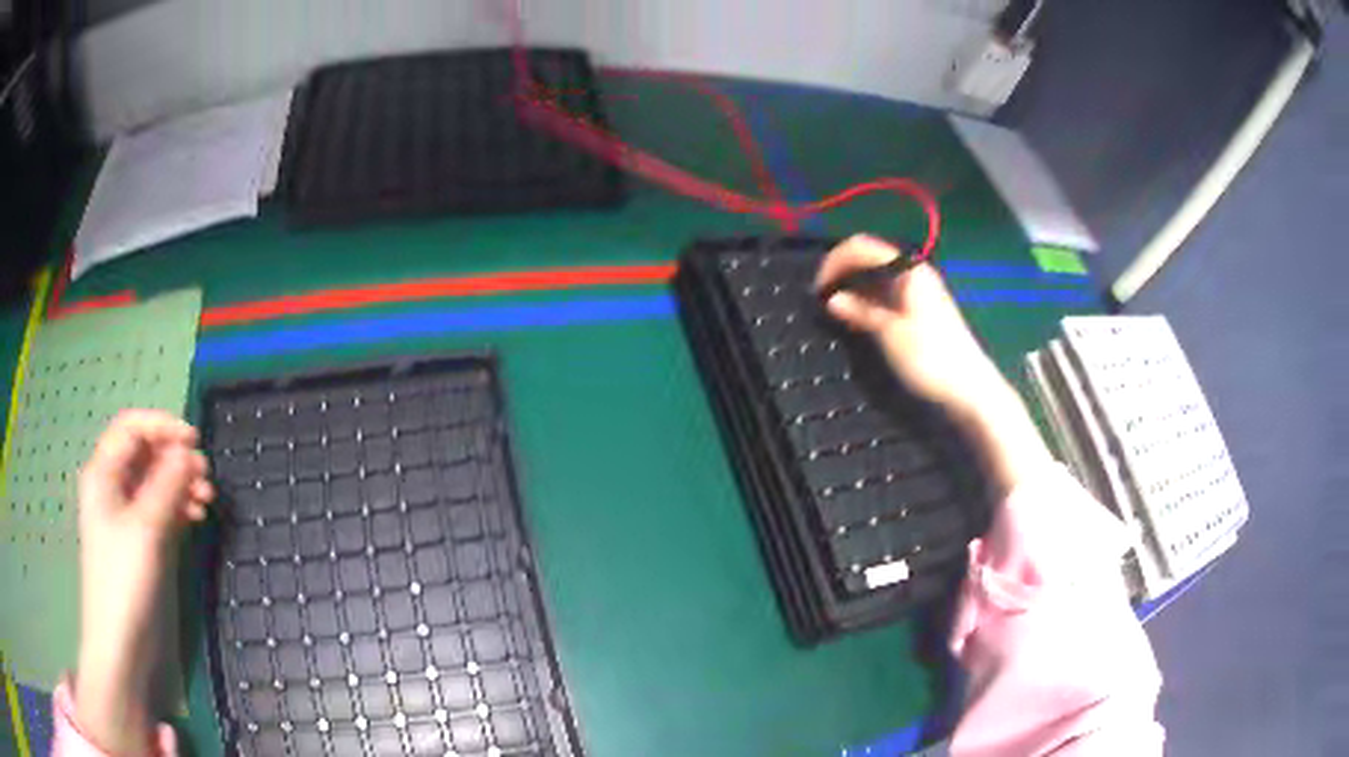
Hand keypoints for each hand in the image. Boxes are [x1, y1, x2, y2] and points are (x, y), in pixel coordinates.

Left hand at [75, 410, 213, 755]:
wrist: (120, 644)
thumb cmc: (123, 581)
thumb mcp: (145, 529)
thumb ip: (166, 485)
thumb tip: (187, 452)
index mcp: (104, 474)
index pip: (131, 428)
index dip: (162, 426)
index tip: (194, 440)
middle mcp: (113, 487)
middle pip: (144, 453)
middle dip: (175, 457)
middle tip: (206, 475)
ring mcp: (126, 516)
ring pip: (155, 481)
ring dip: (180, 483)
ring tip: (207, 498)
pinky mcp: (140, 541)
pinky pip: (160, 508)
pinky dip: (179, 506)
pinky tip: (197, 516)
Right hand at [816, 235, 1051, 495]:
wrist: (969, 388)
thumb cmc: (931, 358)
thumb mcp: (890, 333)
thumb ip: (860, 311)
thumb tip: (831, 299)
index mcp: (908, 270)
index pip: (861, 247)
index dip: (834, 261)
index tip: (816, 288)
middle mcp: (913, 273)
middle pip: (869, 257)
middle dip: (841, 271)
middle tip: (819, 297)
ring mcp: (917, 291)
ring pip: (875, 277)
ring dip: (852, 286)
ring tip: (832, 308)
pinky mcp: (919, 310)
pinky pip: (885, 293)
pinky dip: (866, 299)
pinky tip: (854, 316)